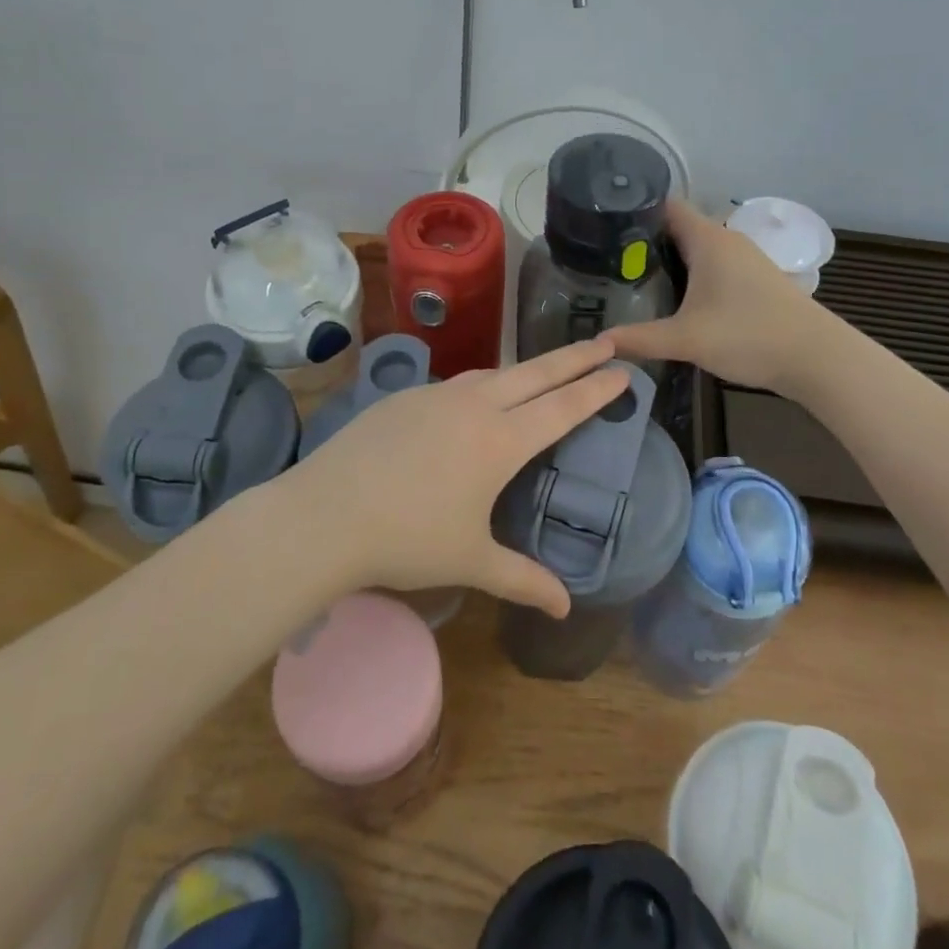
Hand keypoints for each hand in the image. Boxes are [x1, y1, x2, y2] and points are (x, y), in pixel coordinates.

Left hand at [283, 337, 628, 617]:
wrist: (326, 513)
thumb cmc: (407, 539)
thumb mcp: (471, 561)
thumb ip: (522, 579)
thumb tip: (565, 608)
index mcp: (500, 441)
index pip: (562, 407)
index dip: (596, 389)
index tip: (622, 370)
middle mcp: (474, 406)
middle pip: (536, 373)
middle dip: (575, 357)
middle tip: (604, 341)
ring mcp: (436, 395)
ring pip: (494, 373)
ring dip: (527, 369)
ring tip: (545, 371)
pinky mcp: (405, 396)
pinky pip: (457, 383)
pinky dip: (483, 383)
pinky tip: (476, 398)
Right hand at [611, 199, 820, 392]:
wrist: (817, 358)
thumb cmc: (748, 335)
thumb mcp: (686, 339)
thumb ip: (639, 338)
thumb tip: (599, 342)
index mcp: (707, 239)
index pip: (665, 206)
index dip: (634, 212)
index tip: (603, 229)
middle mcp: (726, 240)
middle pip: (678, 228)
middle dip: (644, 242)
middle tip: (608, 262)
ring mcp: (744, 259)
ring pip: (696, 249)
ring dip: (669, 261)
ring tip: (634, 280)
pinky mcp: (755, 279)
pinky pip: (712, 265)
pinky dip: (691, 275)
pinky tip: (676, 299)